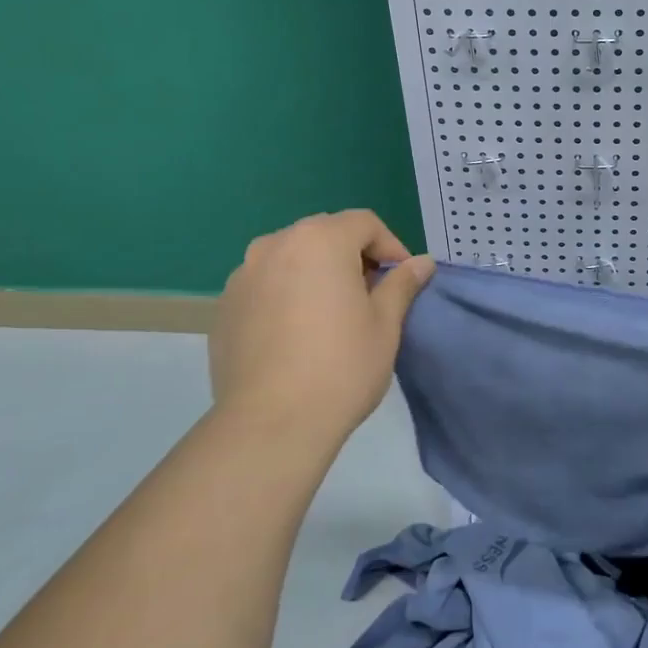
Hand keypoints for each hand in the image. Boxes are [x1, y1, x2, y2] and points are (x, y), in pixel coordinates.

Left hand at [209, 211, 434, 448]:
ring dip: (317, 273)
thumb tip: (422, 262)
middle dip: (353, 256)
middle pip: (325, 234)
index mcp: (320, 240)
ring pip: (292, 258)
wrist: (271, 424)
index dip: (391, 246)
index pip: (364, 223)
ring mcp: (243, 275)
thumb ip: (402, 284)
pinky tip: (297, 335)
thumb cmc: (341, 367)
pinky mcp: (225, 307)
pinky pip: (266, 285)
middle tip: (371, 296)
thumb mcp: (385, 324)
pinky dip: (287, 295)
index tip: (402, 280)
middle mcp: (275, 245)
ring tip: (332, 315)